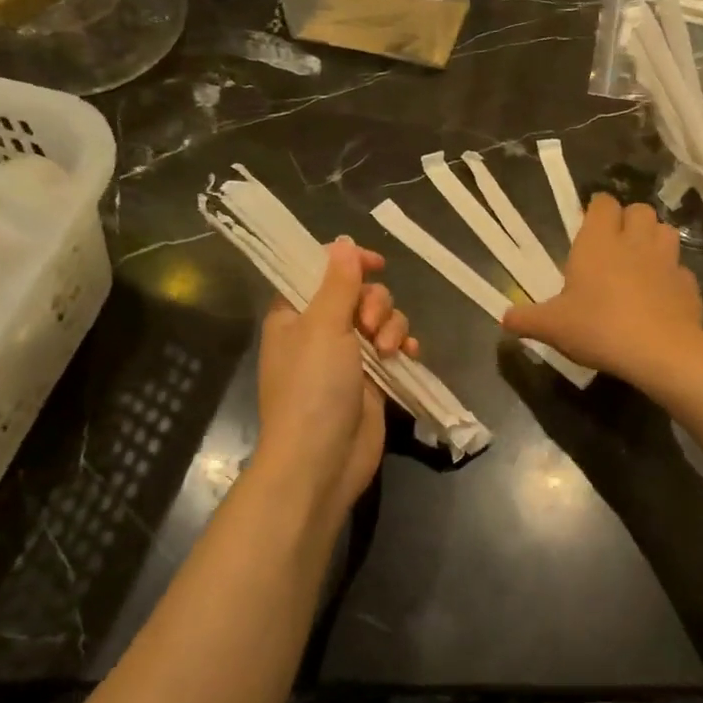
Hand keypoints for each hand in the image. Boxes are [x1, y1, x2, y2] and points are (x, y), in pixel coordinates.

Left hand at [251, 237, 418, 517]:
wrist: (321, 460)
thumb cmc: (312, 388)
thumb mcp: (323, 327)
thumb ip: (338, 283)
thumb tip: (343, 242)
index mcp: (295, 315)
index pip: (320, 272)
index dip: (348, 263)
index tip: (376, 264)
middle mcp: (320, 331)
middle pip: (358, 293)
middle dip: (375, 303)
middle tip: (369, 325)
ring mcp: (348, 356)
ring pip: (381, 319)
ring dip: (391, 326)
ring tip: (387, 351)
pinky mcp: (373, 378)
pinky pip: (394, 346)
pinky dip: (403, 346)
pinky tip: (408, 355)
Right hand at [502, 193, 702, 389]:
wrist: (659, 351)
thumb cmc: (598, 327)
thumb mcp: (552, 327)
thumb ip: (527, 319)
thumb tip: (504, 318)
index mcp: (599, 241)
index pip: (602, 203)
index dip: (597, 210)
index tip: (589, 225)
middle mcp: (635, 241)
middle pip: (639, 210)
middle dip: (629, 220)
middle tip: (616, 245)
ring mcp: (667, 260)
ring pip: (666, 232)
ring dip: (654, 240)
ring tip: (642, 262)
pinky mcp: (688, 284)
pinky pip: (680, 270)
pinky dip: (672, 277)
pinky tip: (661, 296)